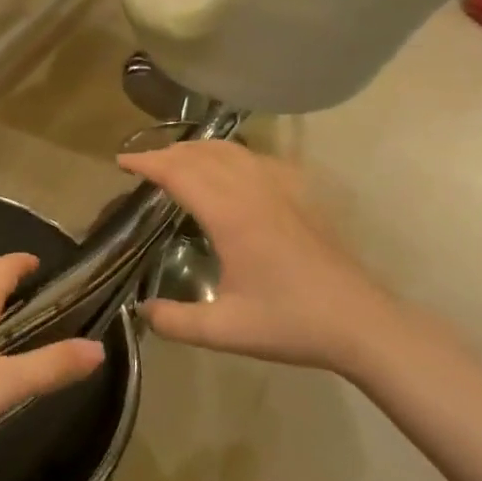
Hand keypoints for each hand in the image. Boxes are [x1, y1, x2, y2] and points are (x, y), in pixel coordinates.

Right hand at [118, 140, 407, 377]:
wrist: (360, 321)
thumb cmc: (290, 323)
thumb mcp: (224, 330)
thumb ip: (174, 322)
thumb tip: (141, 311)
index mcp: (232, 215)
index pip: (181, 172)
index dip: (148, 162)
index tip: (121, 162)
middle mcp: (254, 190)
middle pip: (203, 153)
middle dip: (167, 152)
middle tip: (141, 164)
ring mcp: (282, 188)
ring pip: (232, 150)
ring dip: (198, 149)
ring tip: (176, 161)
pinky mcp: (301, 195)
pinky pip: (258, 159)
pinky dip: (231, 155)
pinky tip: (230, 170)